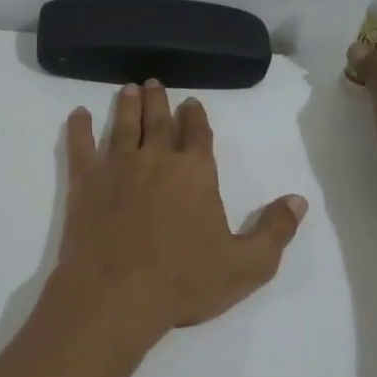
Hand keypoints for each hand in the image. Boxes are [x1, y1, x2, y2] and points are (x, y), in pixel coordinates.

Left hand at [54, 80, 306, 349]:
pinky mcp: (85, 182)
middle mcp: (156, 159)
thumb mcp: (246, 265)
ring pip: (124, 126)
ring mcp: (117, 167)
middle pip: (159, 122)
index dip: (196, 116)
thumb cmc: (184, 281)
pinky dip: (79, 128)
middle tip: (154, 83)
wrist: (117, 293)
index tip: (192, 103)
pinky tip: (78, 114)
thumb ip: (275, 231)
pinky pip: (80, 146)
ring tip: (129, 89)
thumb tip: (298, 200)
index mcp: (195, 173)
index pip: (198, 133)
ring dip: (127, 106)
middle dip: (159, 101)